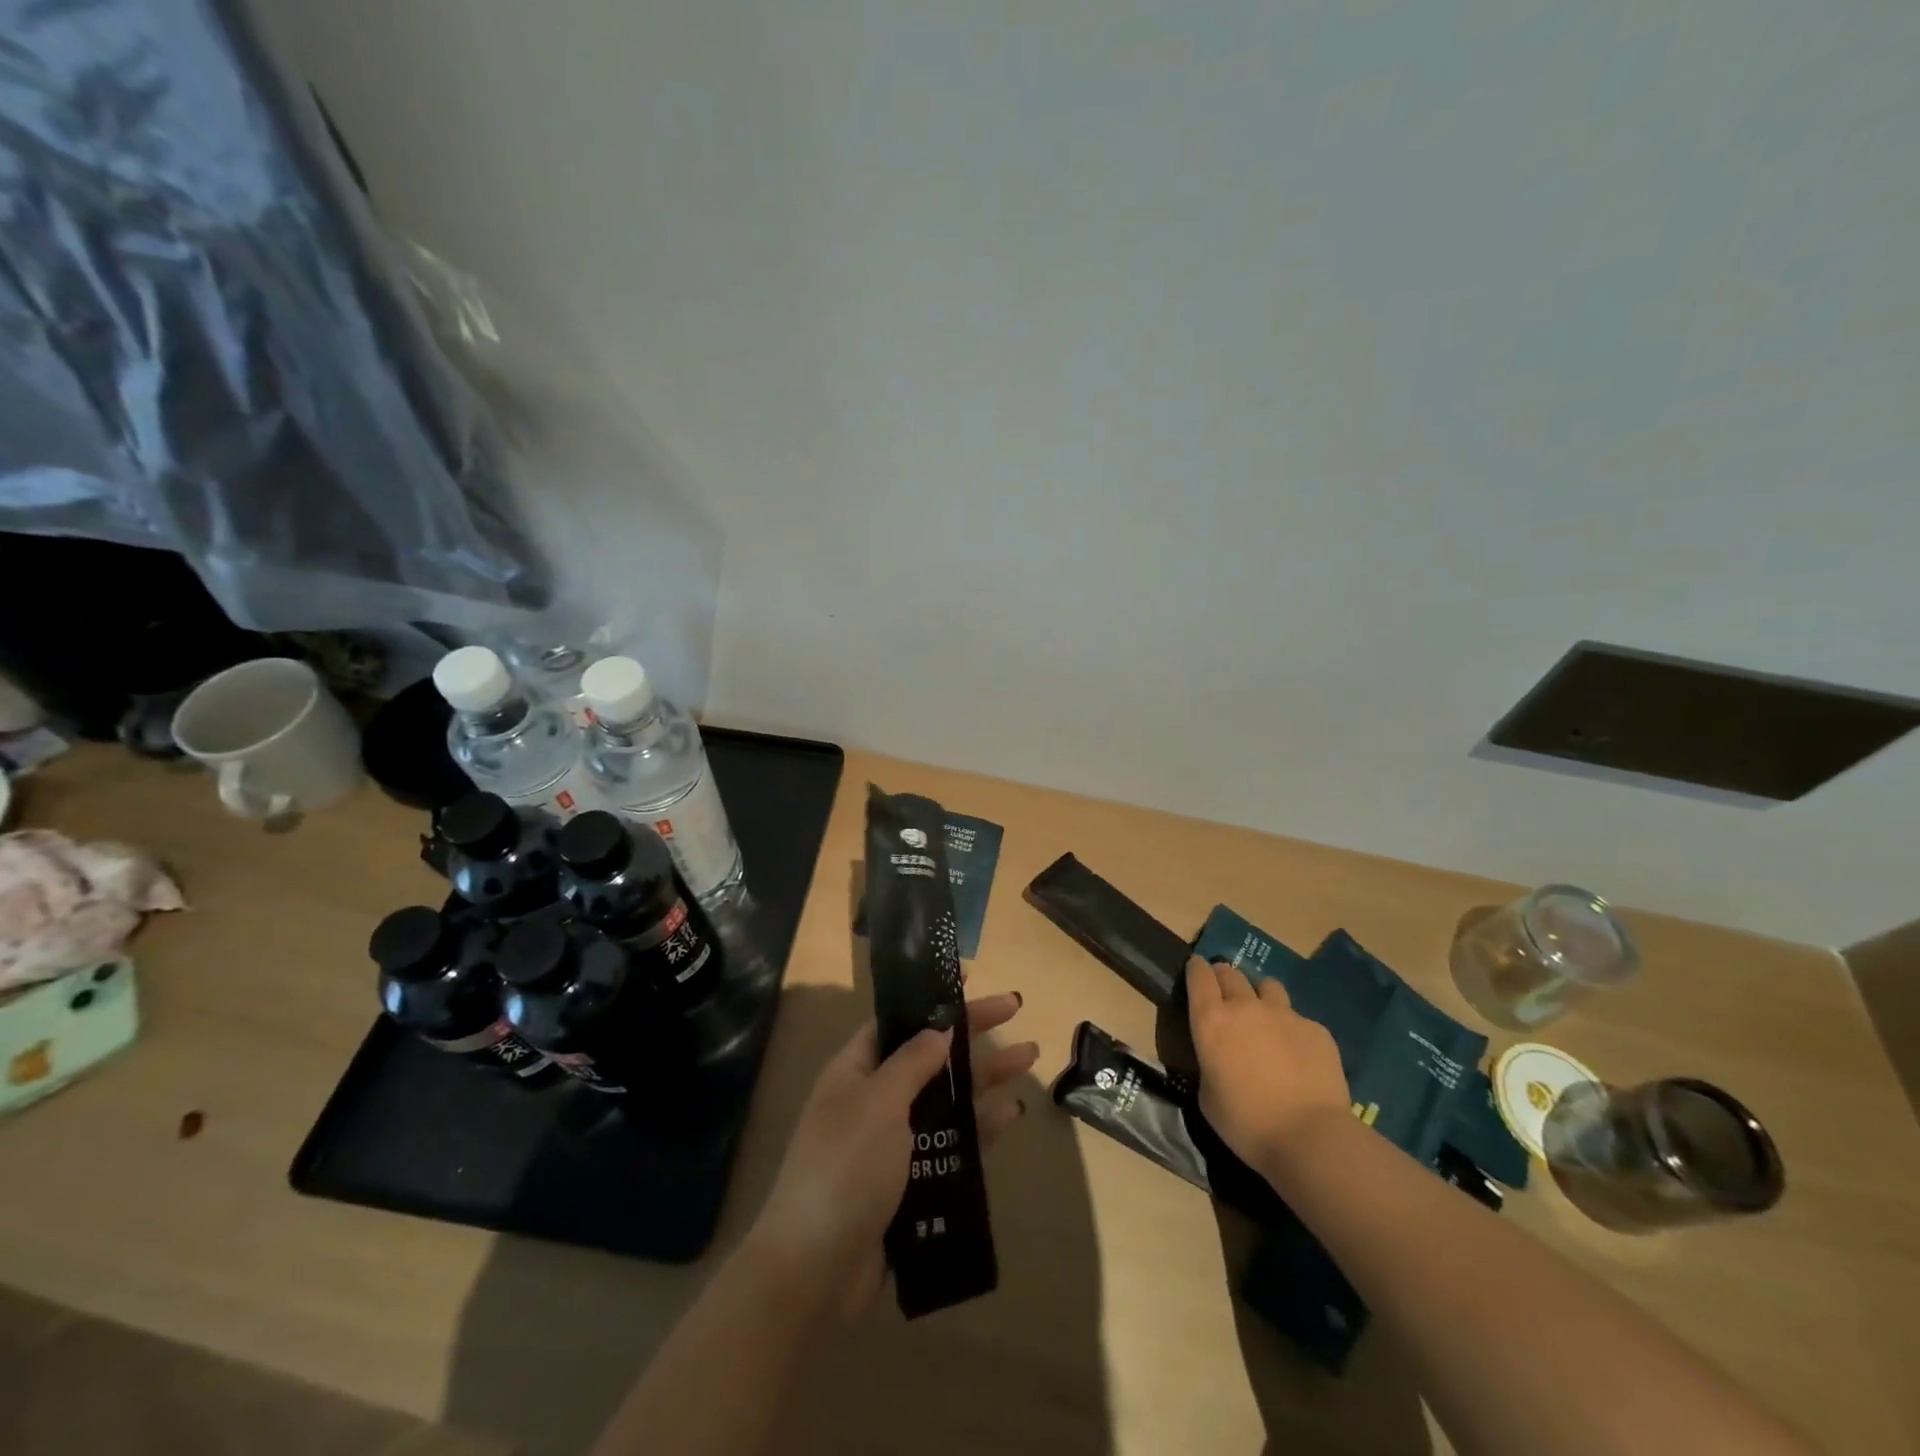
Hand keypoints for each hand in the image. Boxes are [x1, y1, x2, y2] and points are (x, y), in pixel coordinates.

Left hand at [745, 992, 1035, 1320]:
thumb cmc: (845, 1168)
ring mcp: (895, 1142)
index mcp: (855, 1071)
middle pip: (931, 1055)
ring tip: (1030, 1056)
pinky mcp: (914, 1182)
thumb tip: (939, 1028)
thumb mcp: (878, 1103)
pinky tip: (1012, 1113)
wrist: (817, 1271)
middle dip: (972, 1034)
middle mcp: (876, 1099)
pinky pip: (954, 1143)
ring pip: (949, 1098)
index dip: (931, 999)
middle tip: (1016, 1009)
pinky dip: (981, 1126)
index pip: (898, 1021)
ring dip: (986, 1077)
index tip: (968, 980)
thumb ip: (913, 1062)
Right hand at [1185, 956, 1348, 1177]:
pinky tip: (1300, 1056)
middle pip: (1231, 973)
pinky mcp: (1316, 1029)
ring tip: (1265, 1017)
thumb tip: (1219, 1059)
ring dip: (1261, 996)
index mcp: (1211, 1021)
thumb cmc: (1246, 1123)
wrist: (1310, 1137)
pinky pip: (1299, 1019)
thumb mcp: (1208, 1096)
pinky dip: (1293, 1030)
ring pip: (1268, 986)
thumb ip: (1210, 1064)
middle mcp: (1245, 1007)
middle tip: (1226, 996)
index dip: (1196, 970)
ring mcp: (1284, 1014)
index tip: (1196, 971)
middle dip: (1224, 979)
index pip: (1199, 975)